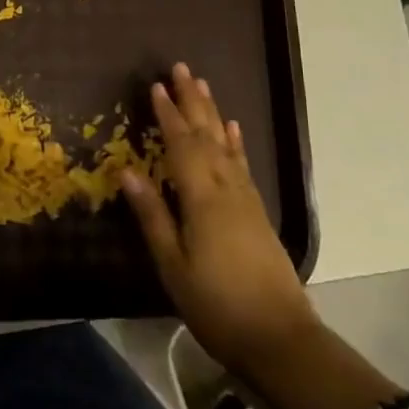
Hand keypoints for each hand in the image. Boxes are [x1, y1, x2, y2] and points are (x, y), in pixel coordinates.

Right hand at [121, 63, 318, 373]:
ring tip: (203, 86)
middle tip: (181, 68)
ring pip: (226, 145)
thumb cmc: (217, 304)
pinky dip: (235, 142)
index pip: (181, 145)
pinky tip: (233, 129)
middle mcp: (227, 189)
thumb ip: (152, 215)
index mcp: (202, 198)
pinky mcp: (257, 212)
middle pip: (207, 135)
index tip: (155, 86)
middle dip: (192, 101)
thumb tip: (127, 170)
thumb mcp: (173, 265)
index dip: (167, 115)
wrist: (280, 339)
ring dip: (213, 113)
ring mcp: (246, 199)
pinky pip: (242, 164)